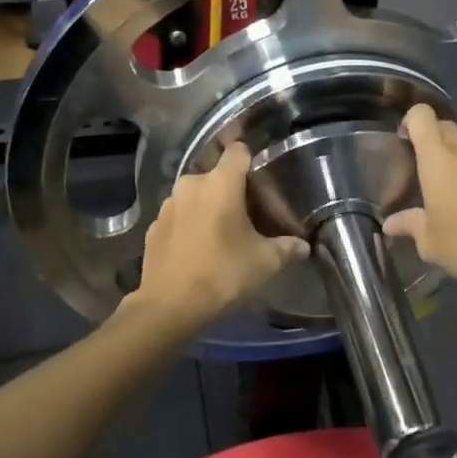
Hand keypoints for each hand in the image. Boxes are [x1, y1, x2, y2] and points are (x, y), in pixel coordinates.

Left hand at [131, 142, 308, 333]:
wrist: (169, 307)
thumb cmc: (223, 274)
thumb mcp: (265, 263)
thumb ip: (287, 248)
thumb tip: (303, 246)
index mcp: (220, 183)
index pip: (238, 150)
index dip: (252, 159)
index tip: (263, 179)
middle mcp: (191, 184)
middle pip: (217, 176)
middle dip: (232, 190)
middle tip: (249, 214)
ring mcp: (168, 205)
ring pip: (196, 196)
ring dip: (209, 207)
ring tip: (223, 233)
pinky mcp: (153, 226)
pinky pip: (179, 216)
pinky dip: (189, 225)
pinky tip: (198, 249)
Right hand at [384, 104, 456, 294]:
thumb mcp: (429, 241)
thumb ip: (409, 224)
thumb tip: (390, 224)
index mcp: (439, 158)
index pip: (421, 115)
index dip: (409, 121)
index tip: (402, 142)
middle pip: (444, 126)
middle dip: (430, 138)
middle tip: (421, 167)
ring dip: (454, 156)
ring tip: (447, 187)